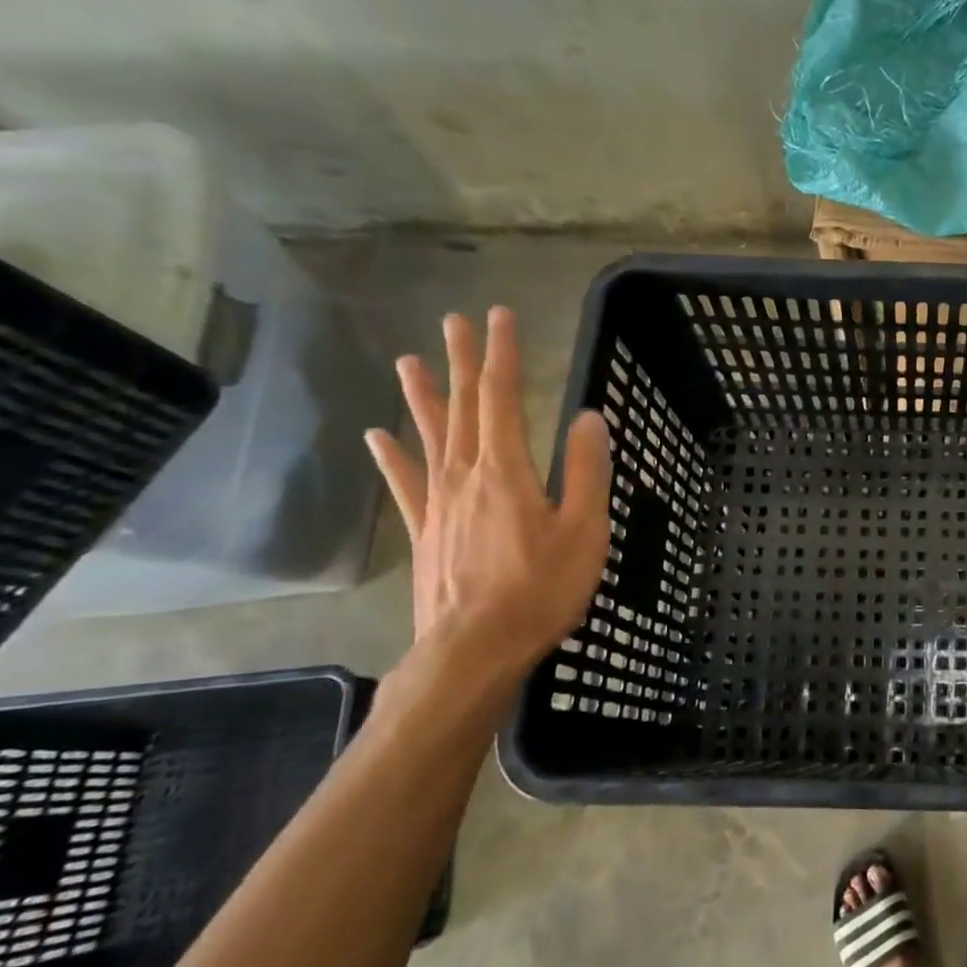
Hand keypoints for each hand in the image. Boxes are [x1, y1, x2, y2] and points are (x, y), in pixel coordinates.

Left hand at [364, 307, 611, 684]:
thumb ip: (585, 471)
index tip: (499, 316)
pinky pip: (405, 484)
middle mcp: (465, 476)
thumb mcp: (583, 531)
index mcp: (506, 470)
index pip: (504, 398)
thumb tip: (588, 417)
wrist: (474, 650)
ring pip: (430, 437)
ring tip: (409, 361)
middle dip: (463, 362)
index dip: (502, 355)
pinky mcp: (425, 532)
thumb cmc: (540, 590)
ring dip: (423, 397)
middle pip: (463, 408)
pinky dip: (392, 457)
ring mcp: (438, 504)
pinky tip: (379, 437)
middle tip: (455, 320)